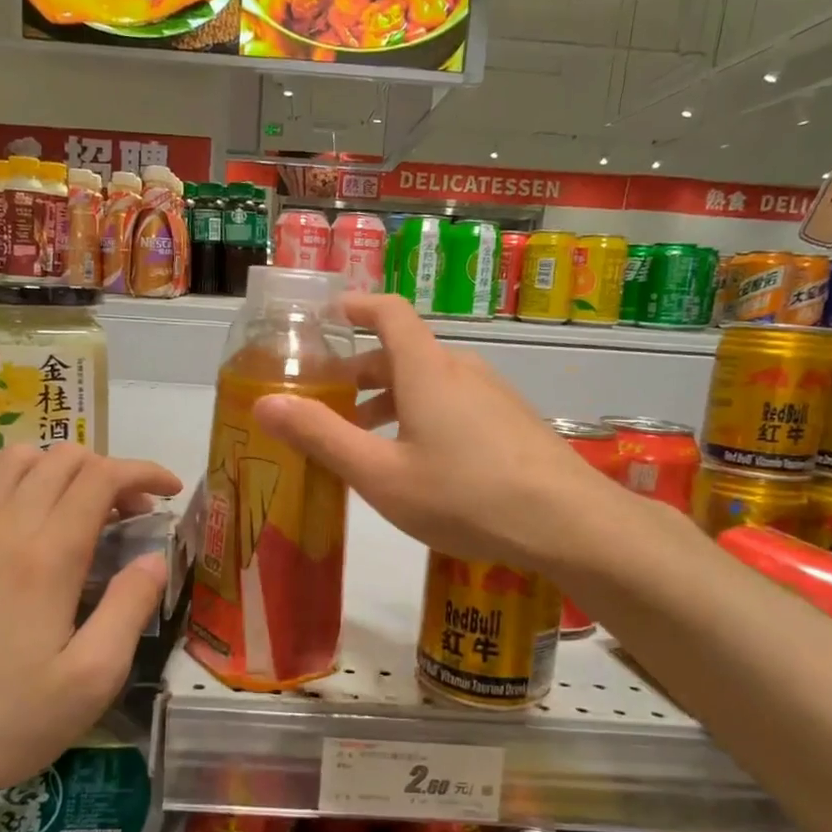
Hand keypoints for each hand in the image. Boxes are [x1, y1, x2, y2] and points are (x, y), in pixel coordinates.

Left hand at [0, 446, 180, 826]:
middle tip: (131, 515)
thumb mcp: (93, 678)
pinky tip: (11, 496)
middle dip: (110, 471)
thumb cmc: (7, 720)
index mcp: (48, 557)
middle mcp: (2, 528)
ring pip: (15, 459)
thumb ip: (130, 608)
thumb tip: (154, 558)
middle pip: (63, 459)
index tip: (171, 491)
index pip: (102, 478)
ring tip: (79, 505)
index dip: (143, 473)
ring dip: (59, 467)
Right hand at [253, 292, 616, 570]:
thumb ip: (322, 437)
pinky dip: (424, 416)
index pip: (387, 312)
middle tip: (328, 401)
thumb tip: (264, 402)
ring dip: (392, 399)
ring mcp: (494, 395)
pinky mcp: (513, 422)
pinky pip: (457, 404)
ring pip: (431, 382)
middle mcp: (462, 370)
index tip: (326, 317)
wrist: (568, 523)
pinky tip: (421, 463)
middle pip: (405, 353)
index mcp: (426, 370)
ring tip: (366, 439)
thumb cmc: (464, 496)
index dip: (354, 307)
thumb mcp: (380, 474)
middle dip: (362, 371)